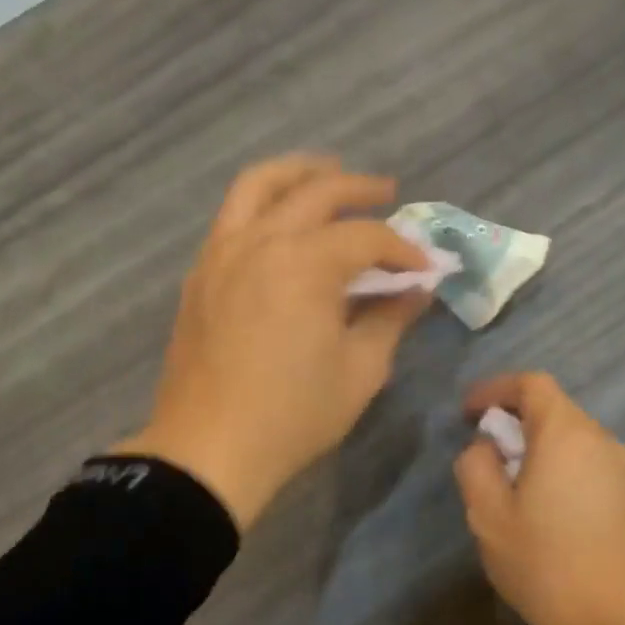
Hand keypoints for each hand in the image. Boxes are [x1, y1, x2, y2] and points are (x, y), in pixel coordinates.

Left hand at [114, 155, 433, 529]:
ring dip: (298, 173)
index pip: (366, 237)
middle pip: (314, 191)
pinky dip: (263, 205)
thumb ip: (390, 319)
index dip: (403, 248)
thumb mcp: (360, 371)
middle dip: (358, 189)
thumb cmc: (292, 415)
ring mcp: (221, 253)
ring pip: (257, 186)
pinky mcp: (200, 274)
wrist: (208, 450)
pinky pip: (231, 218)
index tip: (424, 267)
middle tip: (387, 193)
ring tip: (327, 175)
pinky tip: (281, 225)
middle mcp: (259, 242)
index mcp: (304, 264)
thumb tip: (415, 290)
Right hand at [454, 373, 624, 624]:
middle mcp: (600, 441)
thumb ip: (476, 467)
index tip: (468, 414)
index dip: (495, 389)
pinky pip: (587, 464)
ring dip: (536, 447)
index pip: (531, 384)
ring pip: (571, 439)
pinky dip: (559, 467)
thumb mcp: (489, 516)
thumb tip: (486, 447)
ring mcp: (622, 471)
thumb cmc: (547, 564)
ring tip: (510, 486)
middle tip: (484, 453)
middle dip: (513, 421)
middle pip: (553, 409)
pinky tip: (543, 509)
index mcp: (566, 434)